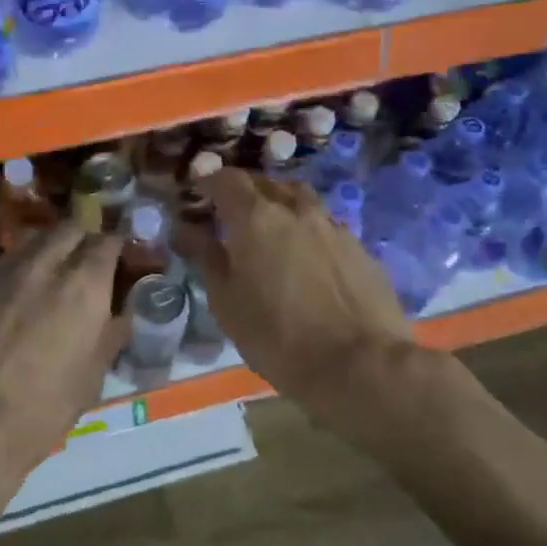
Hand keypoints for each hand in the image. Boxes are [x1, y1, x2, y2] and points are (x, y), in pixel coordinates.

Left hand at [0, 226, 126, 534]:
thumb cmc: (38, 410)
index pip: (107, 241)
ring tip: (43, 279)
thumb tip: (119, 313)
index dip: (114, 248)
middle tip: (81, 265)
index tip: (117, 260)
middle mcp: (44, 262)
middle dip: (79, 240)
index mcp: (83, 285)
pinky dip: (9, 274)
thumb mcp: (89, 379)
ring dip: (44, 252)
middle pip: (67, 229)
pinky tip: (5, 298)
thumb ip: (108, 335)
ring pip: (30, 242)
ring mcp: (0, 267)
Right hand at [175, 169, 416, 415]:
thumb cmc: (277, 335)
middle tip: (230, 214)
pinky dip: (307, 232)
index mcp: (256, 217)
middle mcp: (296, 210)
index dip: (209, 181)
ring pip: (301, 201)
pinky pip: (325, 227)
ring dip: (280, 206)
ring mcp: (333, 227)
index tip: (197, 191)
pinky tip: (306, 260)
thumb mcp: (226, 301)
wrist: (361, 365)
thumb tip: (185, 228)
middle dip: (245, 192)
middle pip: (266, 184)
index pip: (227, 180)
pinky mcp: (361, 249)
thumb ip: (205, 256)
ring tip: (270, 231)